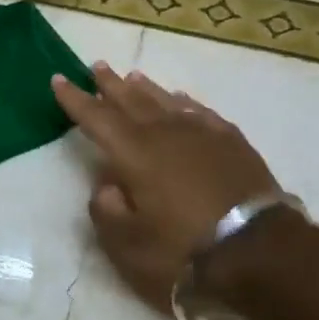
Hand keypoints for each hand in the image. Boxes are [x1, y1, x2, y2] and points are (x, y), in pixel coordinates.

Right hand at [52, 64, 281, 310]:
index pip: (97, 119)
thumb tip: (107, 186)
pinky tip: (181, 100)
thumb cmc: (184, 252)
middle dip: (110, 85)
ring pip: (166, 101)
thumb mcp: (128, 245)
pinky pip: (200, 112)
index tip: (58, 79)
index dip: (75, 100)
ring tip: (132, 76)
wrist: (260, 252)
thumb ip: (106, 210)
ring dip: (145, 89)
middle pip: (131, 101)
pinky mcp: (233, 143)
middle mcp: (166, 134)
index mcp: (135, 154)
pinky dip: (184, 103)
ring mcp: (203, 134)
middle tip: (97, 66)